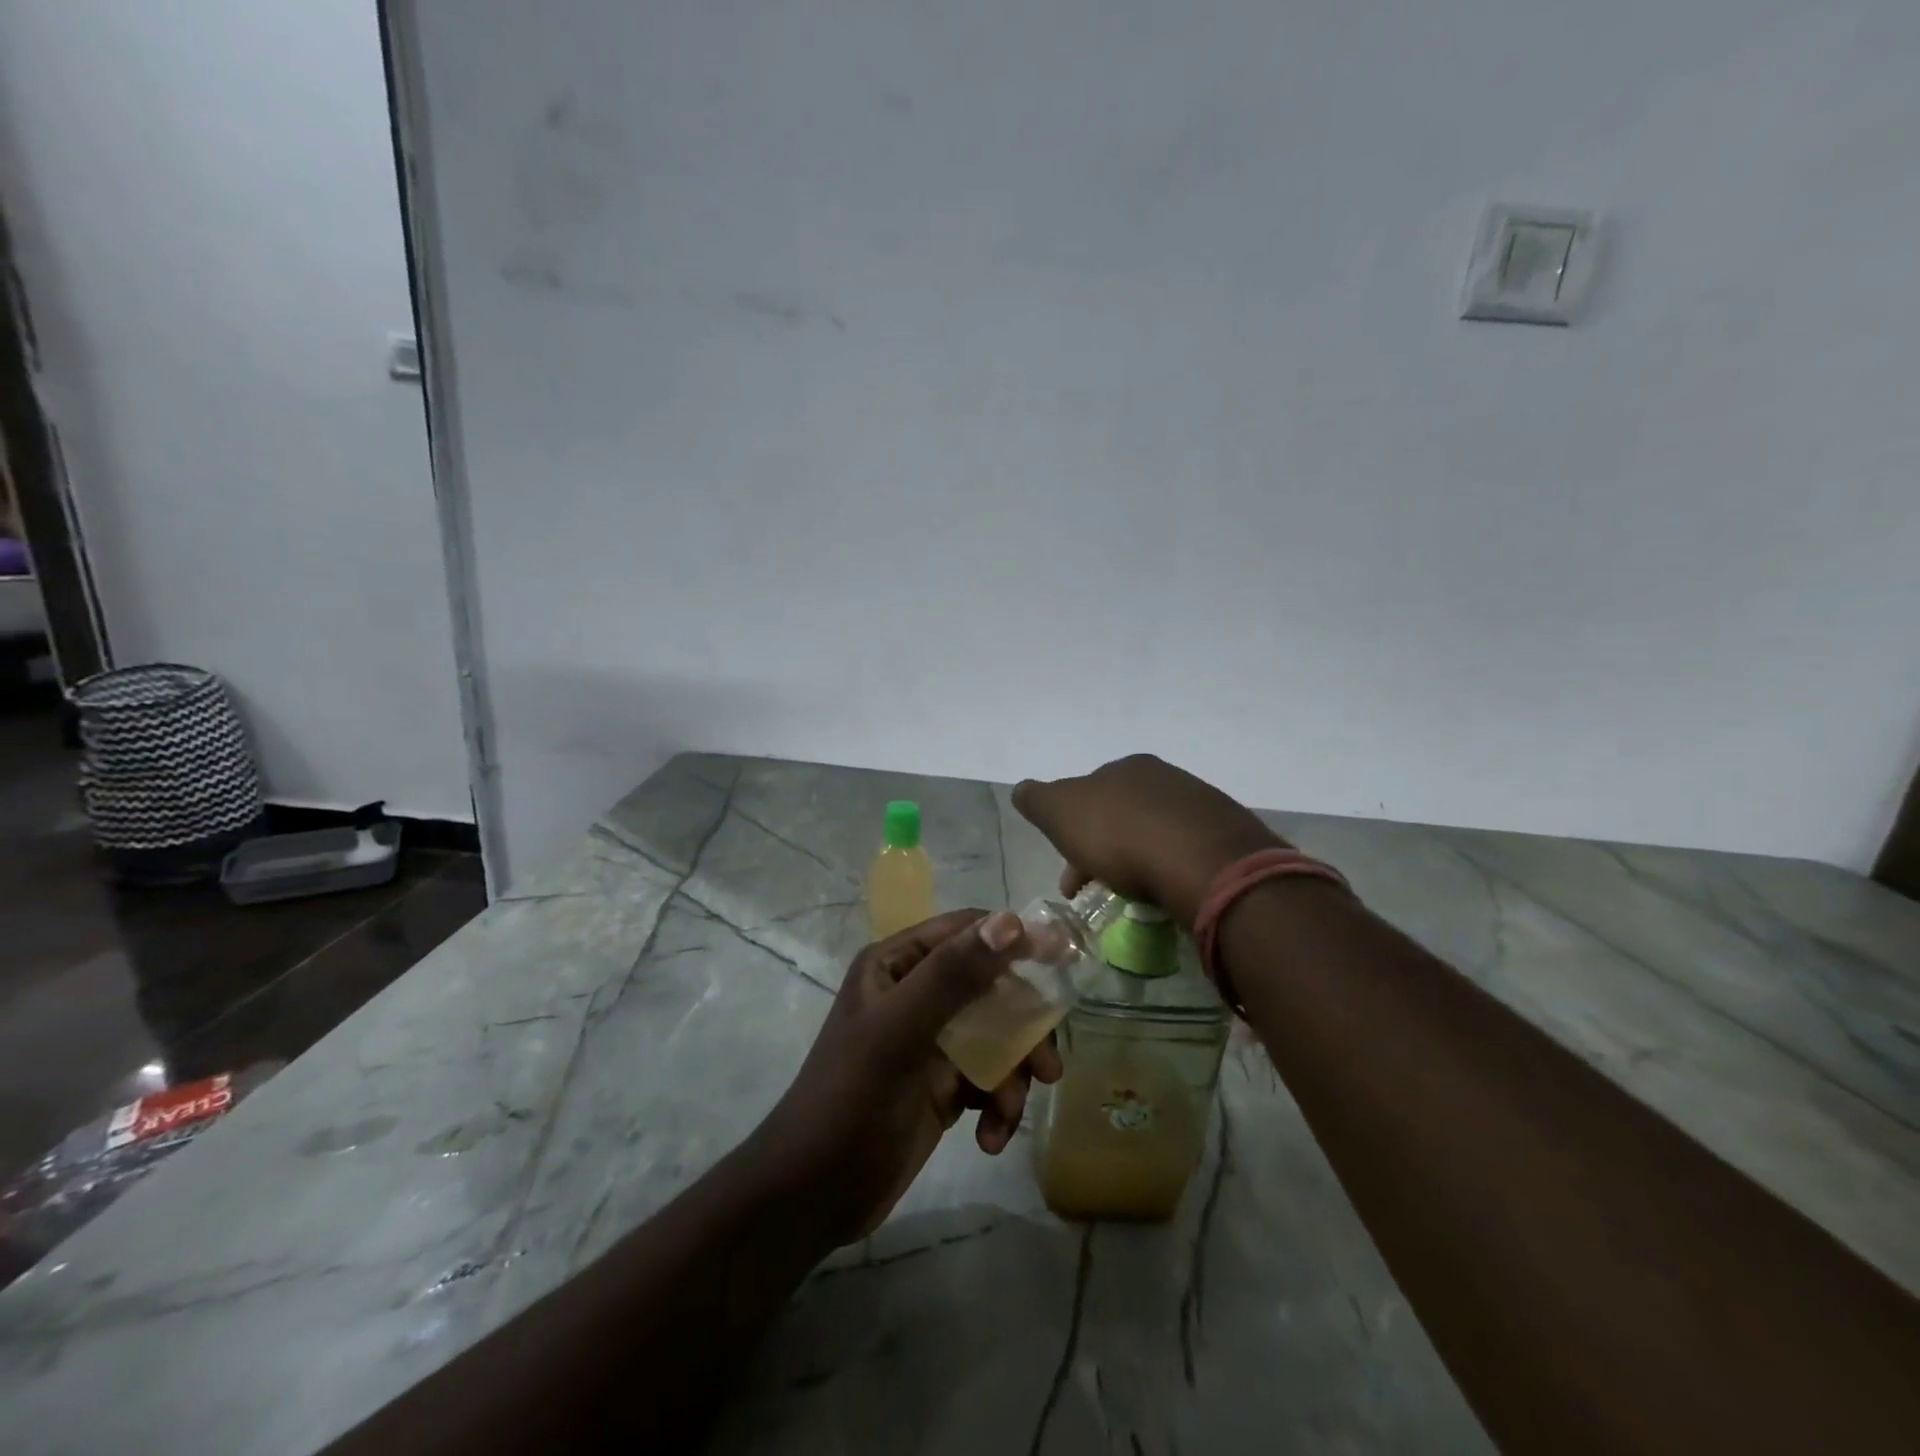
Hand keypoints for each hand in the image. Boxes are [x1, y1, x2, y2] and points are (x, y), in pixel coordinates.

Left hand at [745, 909, 1062, 1247]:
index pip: (966, 932)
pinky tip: (989, 1140)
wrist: (811, 1196)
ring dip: (1013, 1074)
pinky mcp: (942, 1086)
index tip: (1061, 963)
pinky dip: (999, 1106)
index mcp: (898, 965)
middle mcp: (916, 994)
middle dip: (1023, 1025)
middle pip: (991, 987)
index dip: (1013, 940)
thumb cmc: (850, 1100)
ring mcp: (930, 1042)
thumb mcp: (899, 1033)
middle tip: (1047, 1065)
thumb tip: (1013, 922)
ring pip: (997, 1037)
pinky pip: (989, 1080)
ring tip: (1011, 1112)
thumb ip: (953, 976)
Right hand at [1013, 754, 1284, 929]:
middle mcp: (1162, 777)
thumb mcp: (1060, 813)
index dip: (1071, 833)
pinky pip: (1184, 852)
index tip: (1068, 875)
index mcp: (1123, 768)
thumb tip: (1022, 789)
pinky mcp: (1226, 836)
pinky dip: (1166, 868)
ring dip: (1133, 860)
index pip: (1087, 797)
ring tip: (1128, 896)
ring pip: (1152, 833)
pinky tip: (1164, 890)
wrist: (1203, 862)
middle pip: (1120, 815)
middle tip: (1091, 890)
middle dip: (1100, 850)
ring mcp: (1199, 804)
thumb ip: (1037, 799)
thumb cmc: (1120, 835)